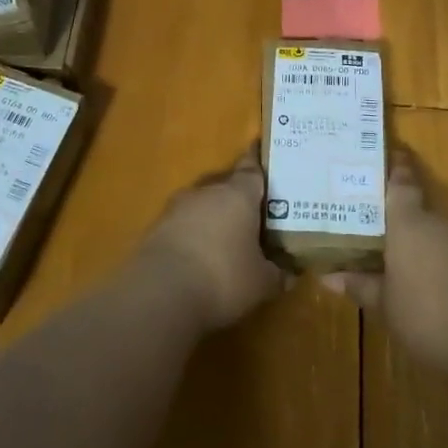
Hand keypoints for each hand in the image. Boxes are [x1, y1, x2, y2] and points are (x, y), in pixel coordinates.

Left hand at [140, 149, 281, 331]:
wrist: (161, 293)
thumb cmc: (223, 277)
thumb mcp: (261, 282)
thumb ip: (278, 273)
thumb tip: (291, 272)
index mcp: (238, 194)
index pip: (252, 169)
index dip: (258, 163)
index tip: (262, 154)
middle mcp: (207, 192)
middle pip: (227, 186)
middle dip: (239, 198)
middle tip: (254, 214)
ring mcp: (177, 208)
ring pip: (202, 205)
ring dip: (213, 217)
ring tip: (227, 238)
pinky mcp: (156, 229)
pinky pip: (183, 225)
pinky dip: (193, 235)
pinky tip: (200, 257)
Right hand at [322, 151, 447, 367]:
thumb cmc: (426, 313)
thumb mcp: (385, 304)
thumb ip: (361, 286)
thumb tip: (329, 277)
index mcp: (409, 224)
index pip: (402, 186)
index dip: (398, 170)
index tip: (395, 154)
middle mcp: (439, 225)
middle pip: (419, 213)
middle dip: (402, 221)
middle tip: (380, 229)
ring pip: (438, 238)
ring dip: (422, 248)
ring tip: (401, 265)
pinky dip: (442, 268)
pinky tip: (432, 290)